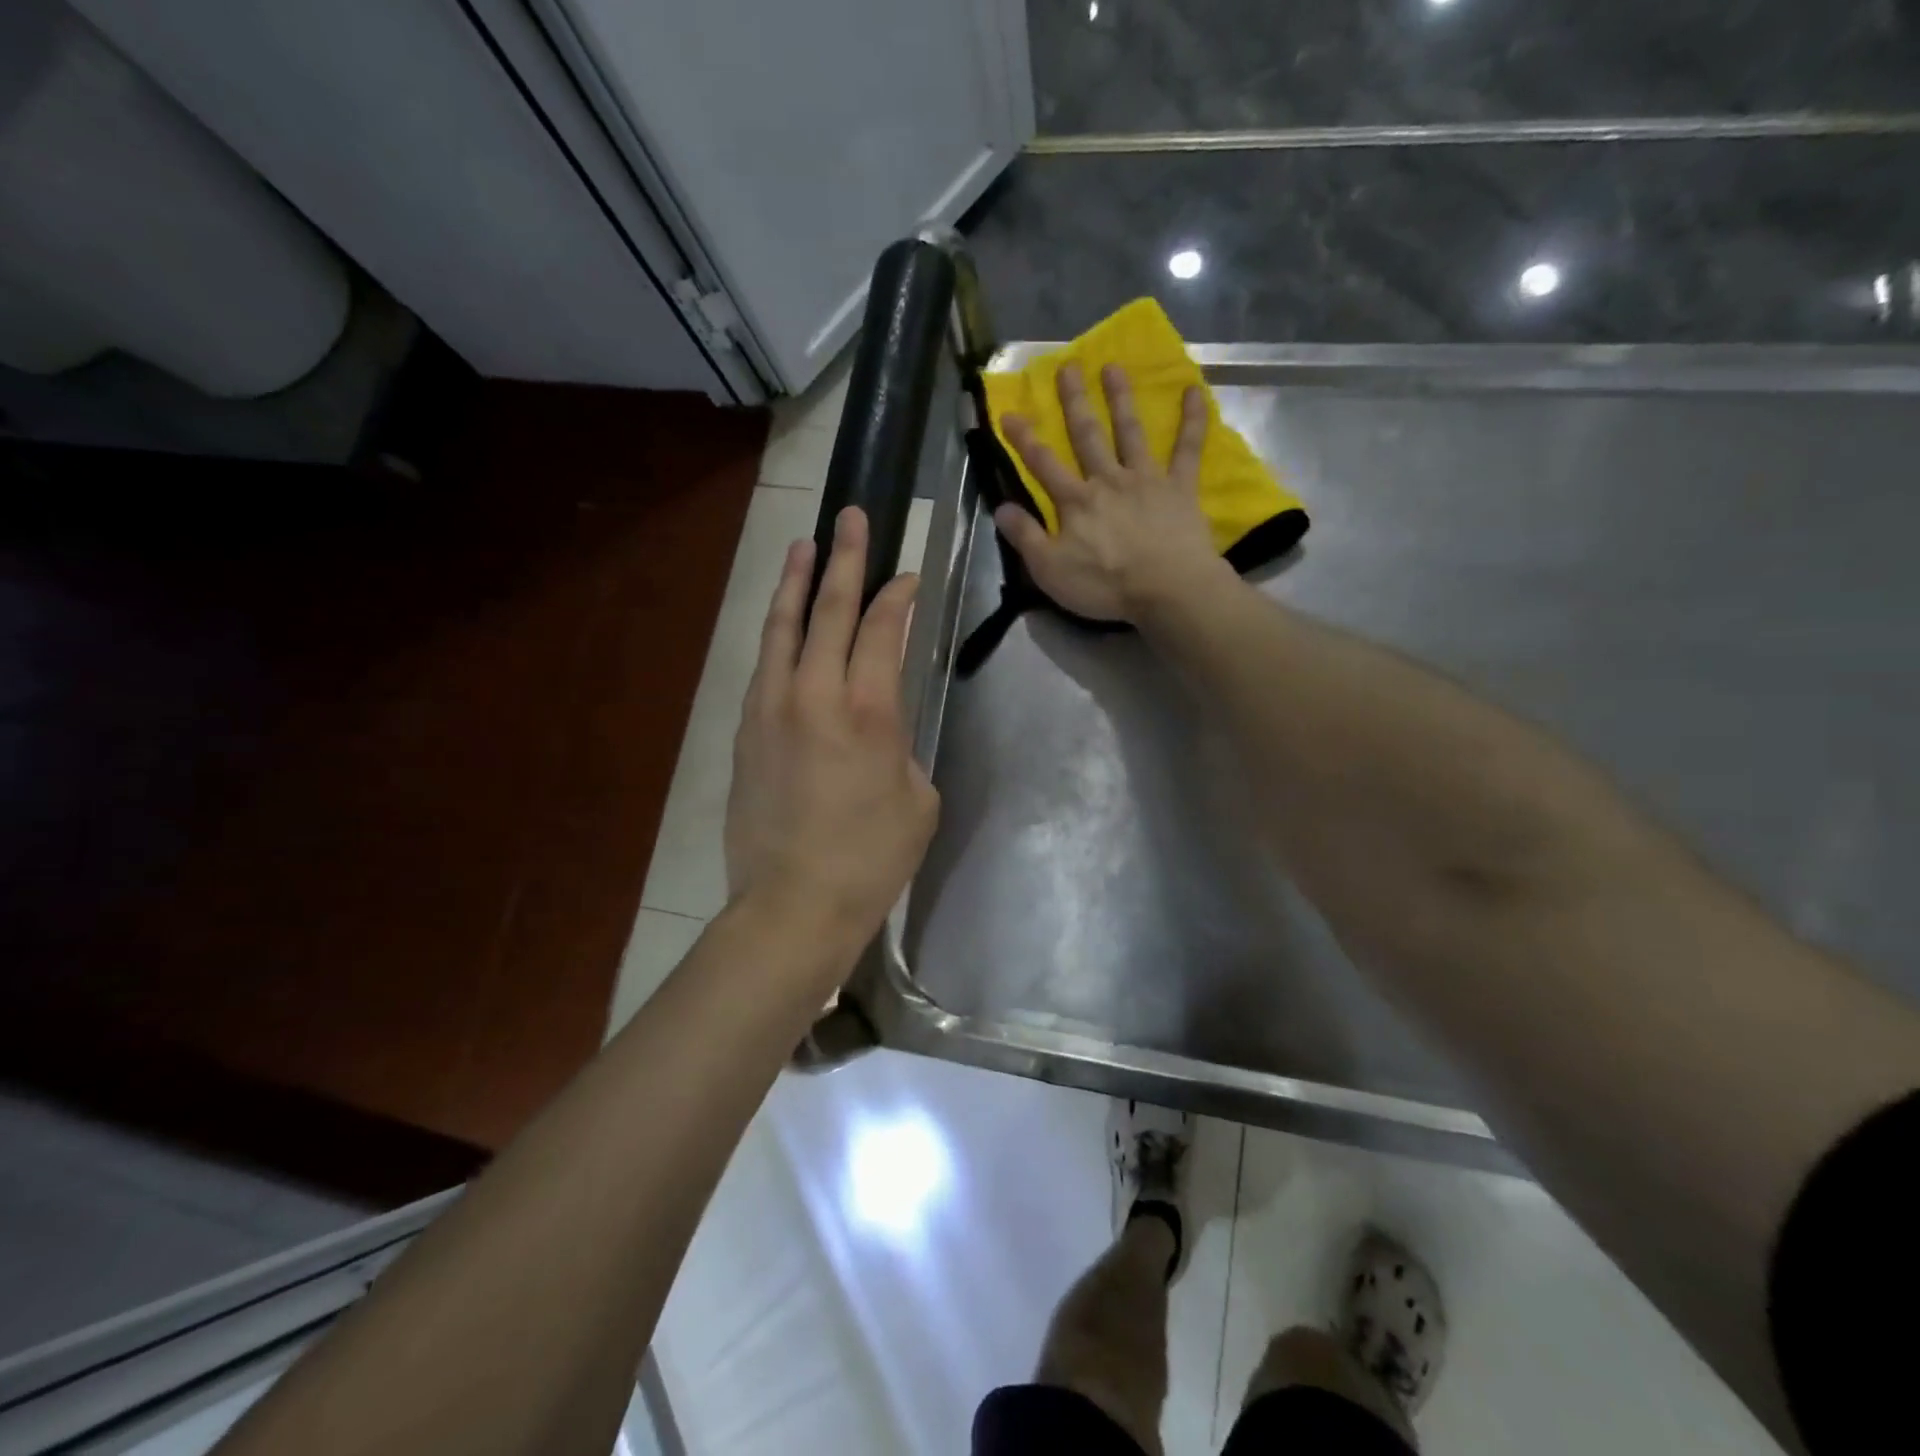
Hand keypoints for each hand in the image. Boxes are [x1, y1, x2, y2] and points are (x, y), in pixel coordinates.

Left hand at [725, 507, 938, 967]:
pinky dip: (776, 633)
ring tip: (803, 545)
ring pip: (782, 627)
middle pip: (829, 610)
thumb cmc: (873, 858)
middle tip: (850, 518)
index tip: (906, 575)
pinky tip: (782, 624)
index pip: (883, 629)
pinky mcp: (746, 730)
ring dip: (795, 582)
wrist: (794, 904)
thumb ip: (902, 746)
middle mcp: (815, 694)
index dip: (897, 596)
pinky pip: (764, 665)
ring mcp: (772, 708)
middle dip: (845, 559)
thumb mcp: (918, 799)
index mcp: (870, 710)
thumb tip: (881, 728)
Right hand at [997, 363, 1227, 623]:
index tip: (1009, 412)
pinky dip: (1192, 420)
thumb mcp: (1050, 570)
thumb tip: (1001, 507)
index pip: (1043, 464)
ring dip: (1121, 398)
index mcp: (1075, 502)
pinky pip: (1187, 449)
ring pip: (1130, 432)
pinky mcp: (1180, 487)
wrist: (1167, 589)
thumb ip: (1025, 537)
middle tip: (1068, 366)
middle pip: (1087, 435)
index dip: (1024, 439)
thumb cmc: (1105, 585)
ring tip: (1114, 367)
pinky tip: (1194, 390)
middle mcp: (1108, 480)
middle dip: (1074, 401)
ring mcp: (1146, 479)